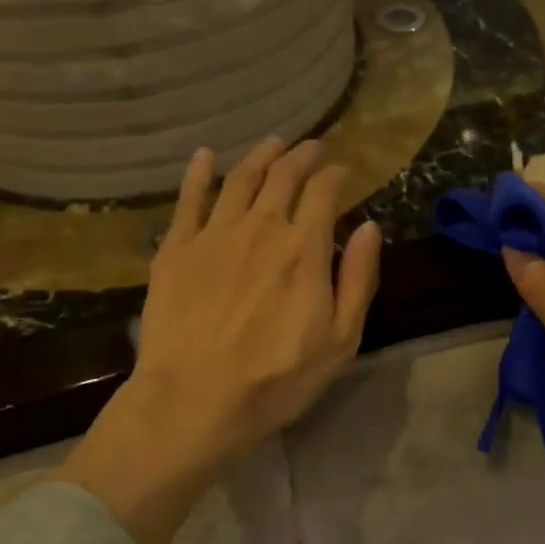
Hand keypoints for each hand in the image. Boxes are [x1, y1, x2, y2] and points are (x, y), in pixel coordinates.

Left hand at [60, 138, 381, 543]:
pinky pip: (189, 199)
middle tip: (310, 147)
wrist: (195, 399)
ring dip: (260, 157)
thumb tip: (369, 227)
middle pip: (282, 176)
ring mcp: (213, 234)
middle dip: (301, 156)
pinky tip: (206, 157)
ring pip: (239, 179)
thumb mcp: (340, 339)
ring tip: (272, 144)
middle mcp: (260, 227)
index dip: (334, 175)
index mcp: (304, 248)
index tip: (340, 170)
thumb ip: (358, 279)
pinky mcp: (175, 249)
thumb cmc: (277, 377)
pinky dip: (199, 173)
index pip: (323, 193)